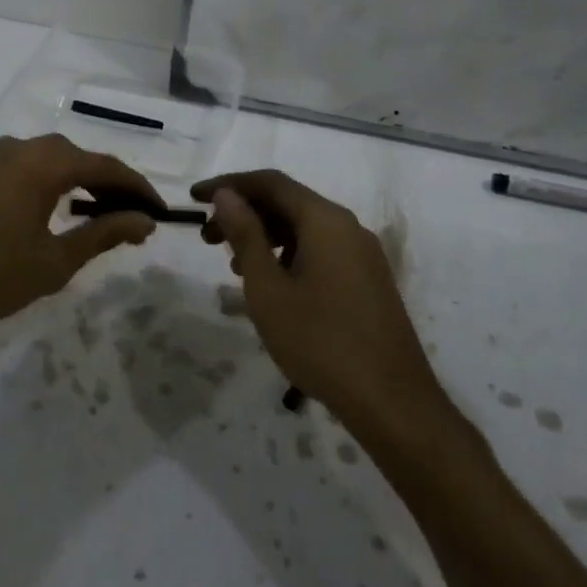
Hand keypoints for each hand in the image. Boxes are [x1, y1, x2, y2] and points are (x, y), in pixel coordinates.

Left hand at [0, 135, 163, 347]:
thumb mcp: (54, 261)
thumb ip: (104, 234)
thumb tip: (144, 221)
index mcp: (43, 162)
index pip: (105, 166)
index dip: (137, 188)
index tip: (158, 212)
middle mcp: (17, 147)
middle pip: (75, 157)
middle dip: (107, 184)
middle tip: (129, 216)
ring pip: (45, 160)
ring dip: (74, 182)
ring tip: (93, 215)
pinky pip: (18, 169)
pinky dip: (43, 185)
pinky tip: (45, 212)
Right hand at [193, 169, 439, 429]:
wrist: (392, 403)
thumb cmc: (321, 342)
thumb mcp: (269, 289)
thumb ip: (245, 235)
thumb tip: (226, 195)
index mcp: (325, 220)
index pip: (270, 183)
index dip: (229, 185)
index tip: (194, 198)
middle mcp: (348, 227)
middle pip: (288, 203)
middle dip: (244, 213)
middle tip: (206, 237)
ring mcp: (362, 254)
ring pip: (304, 229)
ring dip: (264, 237)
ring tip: (232, 266)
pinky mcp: (368, 281)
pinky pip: (320, 251)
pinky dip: (288, 255)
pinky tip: (271, 285)